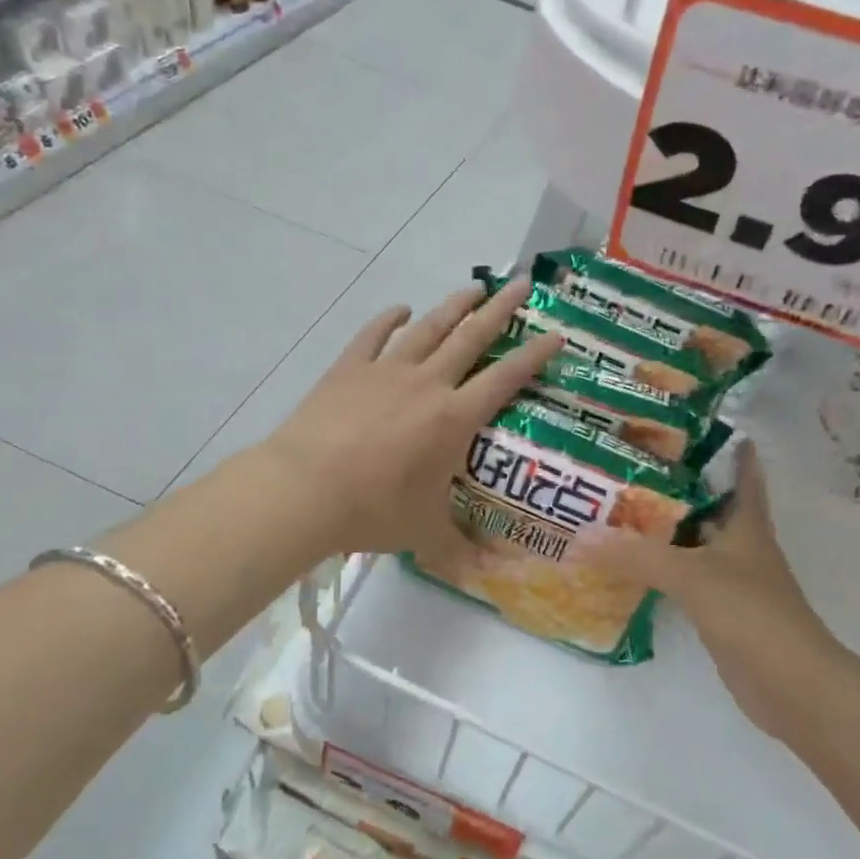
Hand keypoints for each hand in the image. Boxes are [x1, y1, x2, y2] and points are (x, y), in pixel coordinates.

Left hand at [261, 278, 561, 561]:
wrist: (304, 490)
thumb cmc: (373, 510)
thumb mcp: (424, 533)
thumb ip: (459, 548)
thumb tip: (490, 575)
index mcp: (454, 419)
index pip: (505, 379)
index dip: (534, 356)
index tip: (555, 333)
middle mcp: (427, 384)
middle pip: (471, 337)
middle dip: (501, 310)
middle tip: (522, 284)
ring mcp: (386, 371)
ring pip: (428, 328)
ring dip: (453, 307)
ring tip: (473, 288)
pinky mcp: (348, 369)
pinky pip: (373, 336)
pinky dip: (388, 319)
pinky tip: (399, 309)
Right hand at [587, 441, 837, 745]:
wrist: (792, 686)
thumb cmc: (752, 614)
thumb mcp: (692, 576)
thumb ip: (638, 556)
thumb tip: (582, 536)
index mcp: (747, 525)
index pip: (742, 476)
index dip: (731, 451)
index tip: (702, 426)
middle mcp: (741, 547)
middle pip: (708, 508)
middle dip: (677, 488)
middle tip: (630, 467)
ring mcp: (731, 582)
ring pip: (693, 545)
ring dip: (664, 531)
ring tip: (619, 510)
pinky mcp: (720, 613)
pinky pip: (684, 581)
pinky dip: (661, 571)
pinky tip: (631, 567)